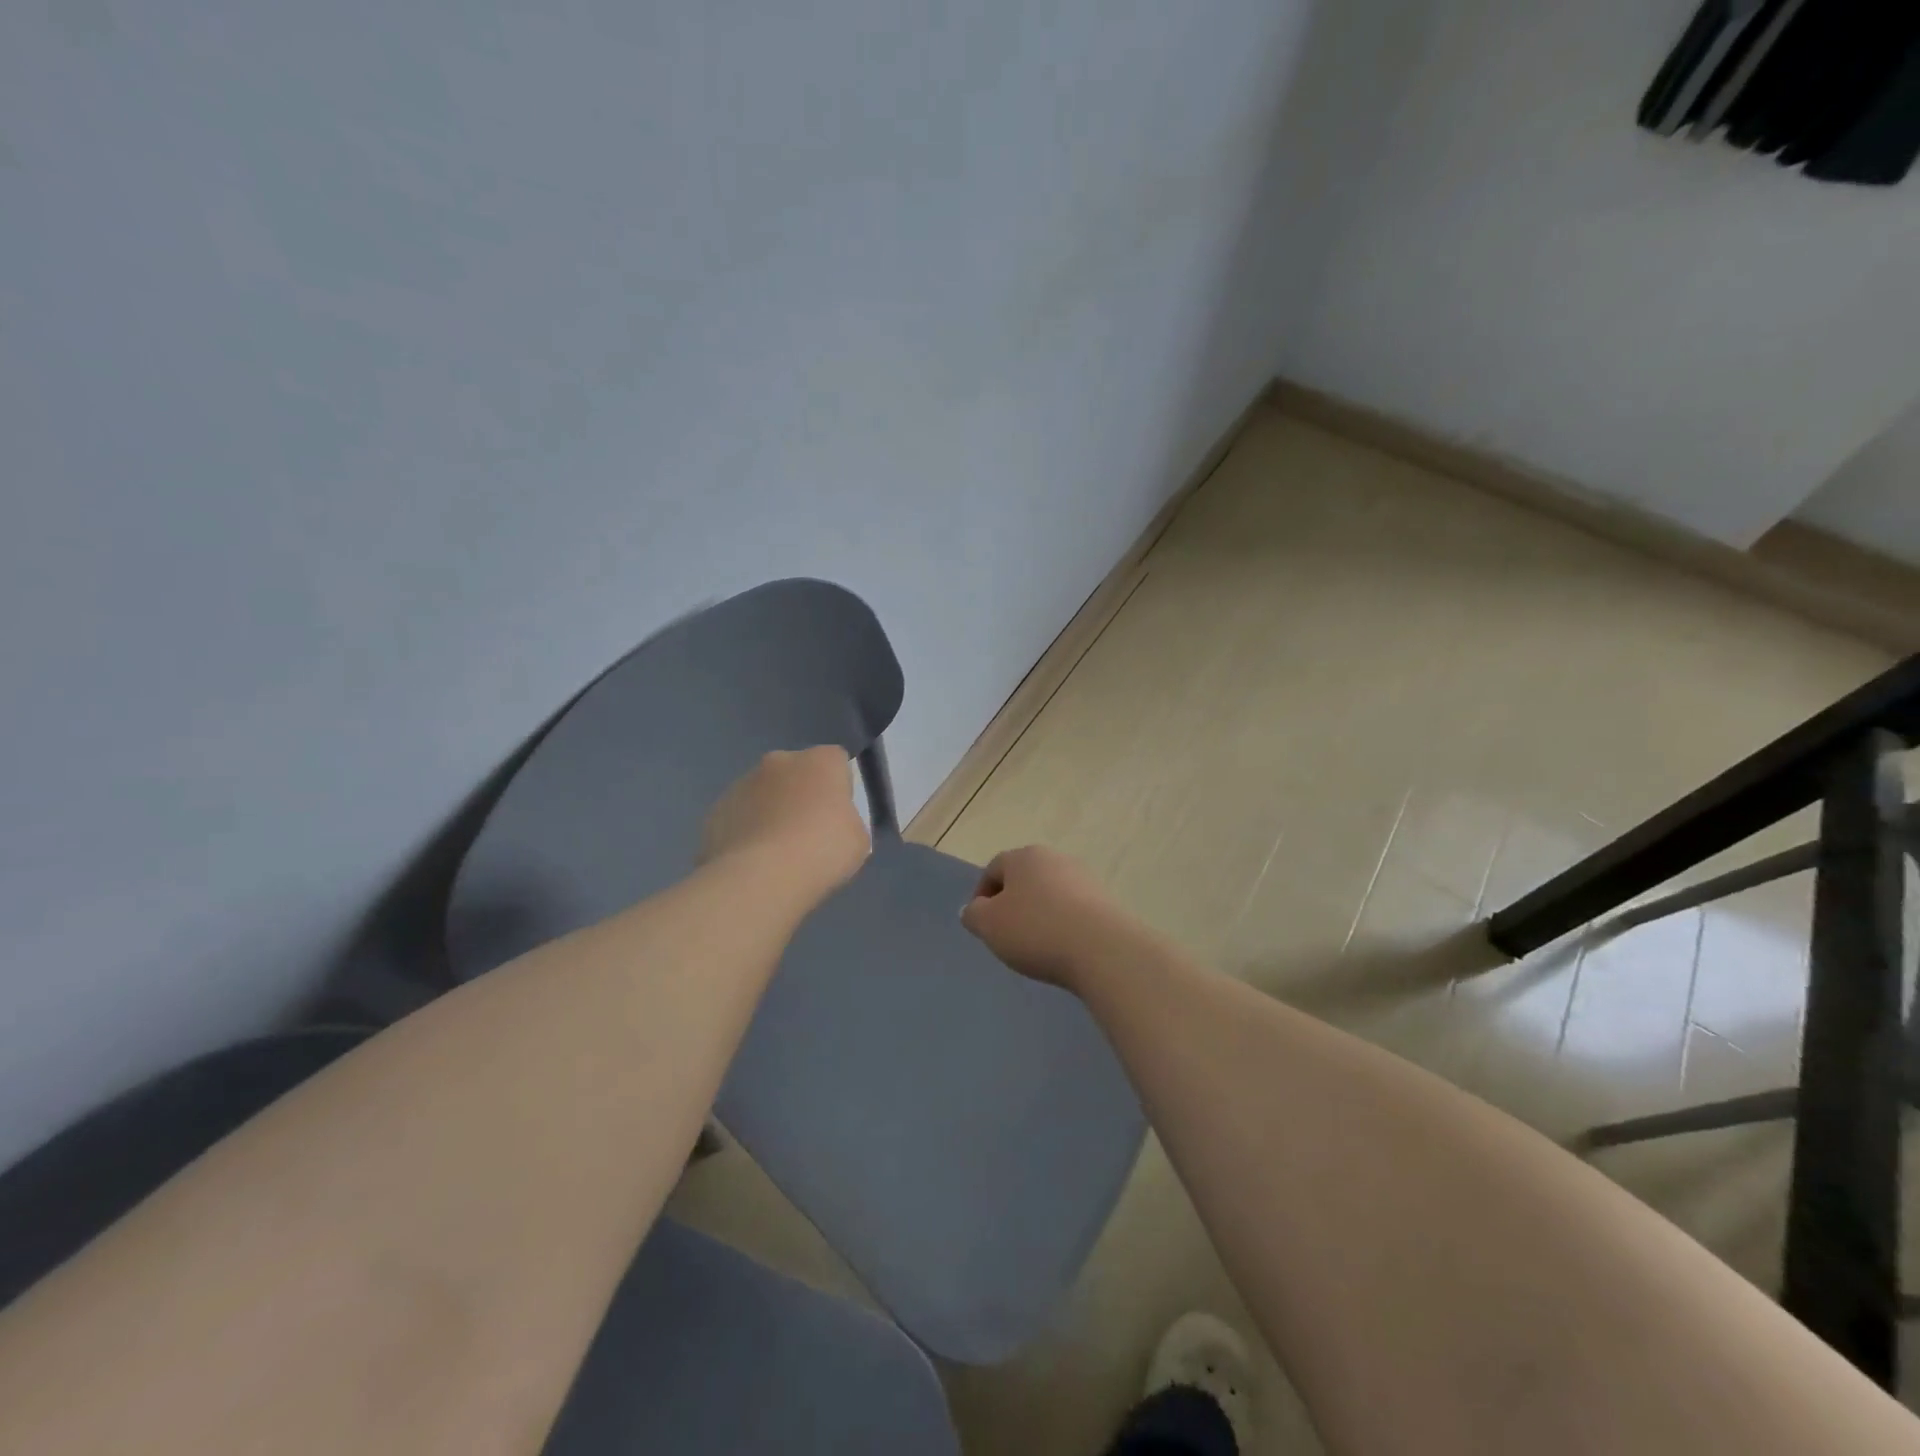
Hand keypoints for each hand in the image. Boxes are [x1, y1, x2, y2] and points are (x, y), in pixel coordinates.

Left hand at [701, 748, 870, 901]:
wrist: (760, 878)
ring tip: (777, 854)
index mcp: (821, 761)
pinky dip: (747, 833)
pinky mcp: (716, 811)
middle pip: (797, 773)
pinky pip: (740, 818)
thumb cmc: (822, 851)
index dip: (841, 787)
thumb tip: (833, 823)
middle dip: (801, 795)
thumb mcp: (858, 840)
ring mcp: (742, 783)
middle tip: (809, 833)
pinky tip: (754, 863)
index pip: (837, 761)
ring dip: (771, 812)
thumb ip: (848, 821)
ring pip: (764, 794)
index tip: (840, 815)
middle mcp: (780, 761)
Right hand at [960, 845, 1140, 990]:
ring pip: (1050, 894)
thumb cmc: (1035, 929)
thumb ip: (974, 915)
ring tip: (1035, 946)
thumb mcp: (989, 925)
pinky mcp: (1106, 902)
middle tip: (1006, 934)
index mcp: (1024, 856)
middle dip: (1012, 903)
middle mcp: (1055, 858)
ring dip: (1039, 914)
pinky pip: (1073, 910)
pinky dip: (1063, 925)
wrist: (1101, 949)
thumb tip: (973, 909)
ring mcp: (1084, 878)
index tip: (981, 924)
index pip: (994, 868)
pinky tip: (1062, 948)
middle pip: (1024, 878)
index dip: (982, 894)